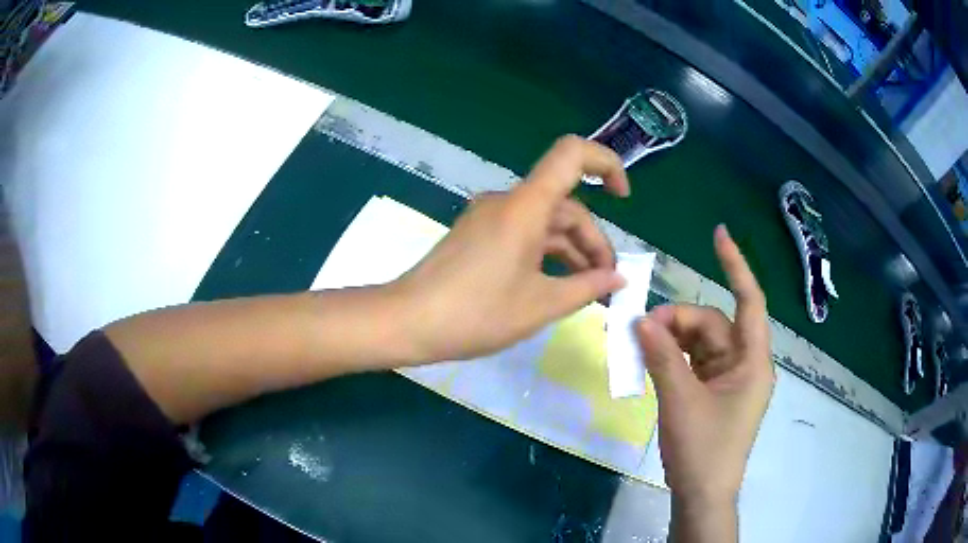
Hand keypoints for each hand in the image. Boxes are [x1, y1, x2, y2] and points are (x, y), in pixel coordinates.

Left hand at [394, 136, 630, 361]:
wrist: (408, 322)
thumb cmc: (476, 313)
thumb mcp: (541, 305)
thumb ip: (587, 287)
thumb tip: (618, 279)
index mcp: (526, 206)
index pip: (572, 154)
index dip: (606, 164)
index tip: (624, 199)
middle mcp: (508, 202)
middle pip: (565, 205)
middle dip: (593, 241)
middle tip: (606, 284)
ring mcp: (490, 218)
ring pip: (546, 223)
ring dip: (572, 252)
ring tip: (588, 291)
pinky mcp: (479, 235)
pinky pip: (524, 234)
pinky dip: (547, 255)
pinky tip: (557, 285)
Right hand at [636, 225, 773, 503]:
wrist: (701, 493)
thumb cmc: (703, 449)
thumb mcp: (680, 401)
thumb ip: (662, 357)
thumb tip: (640, 319)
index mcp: (752, 361)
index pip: (749, 301)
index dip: (736, 266)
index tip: (719, 235)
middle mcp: (743, 364)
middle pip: (713, 325)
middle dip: (679, 322)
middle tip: (641, 328)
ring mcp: (727, 378)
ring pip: (700, 343)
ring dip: (671, 340)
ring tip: (640, 345)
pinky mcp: (712, 391)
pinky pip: (692, 362)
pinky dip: (672, 358)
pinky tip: (649, 360)